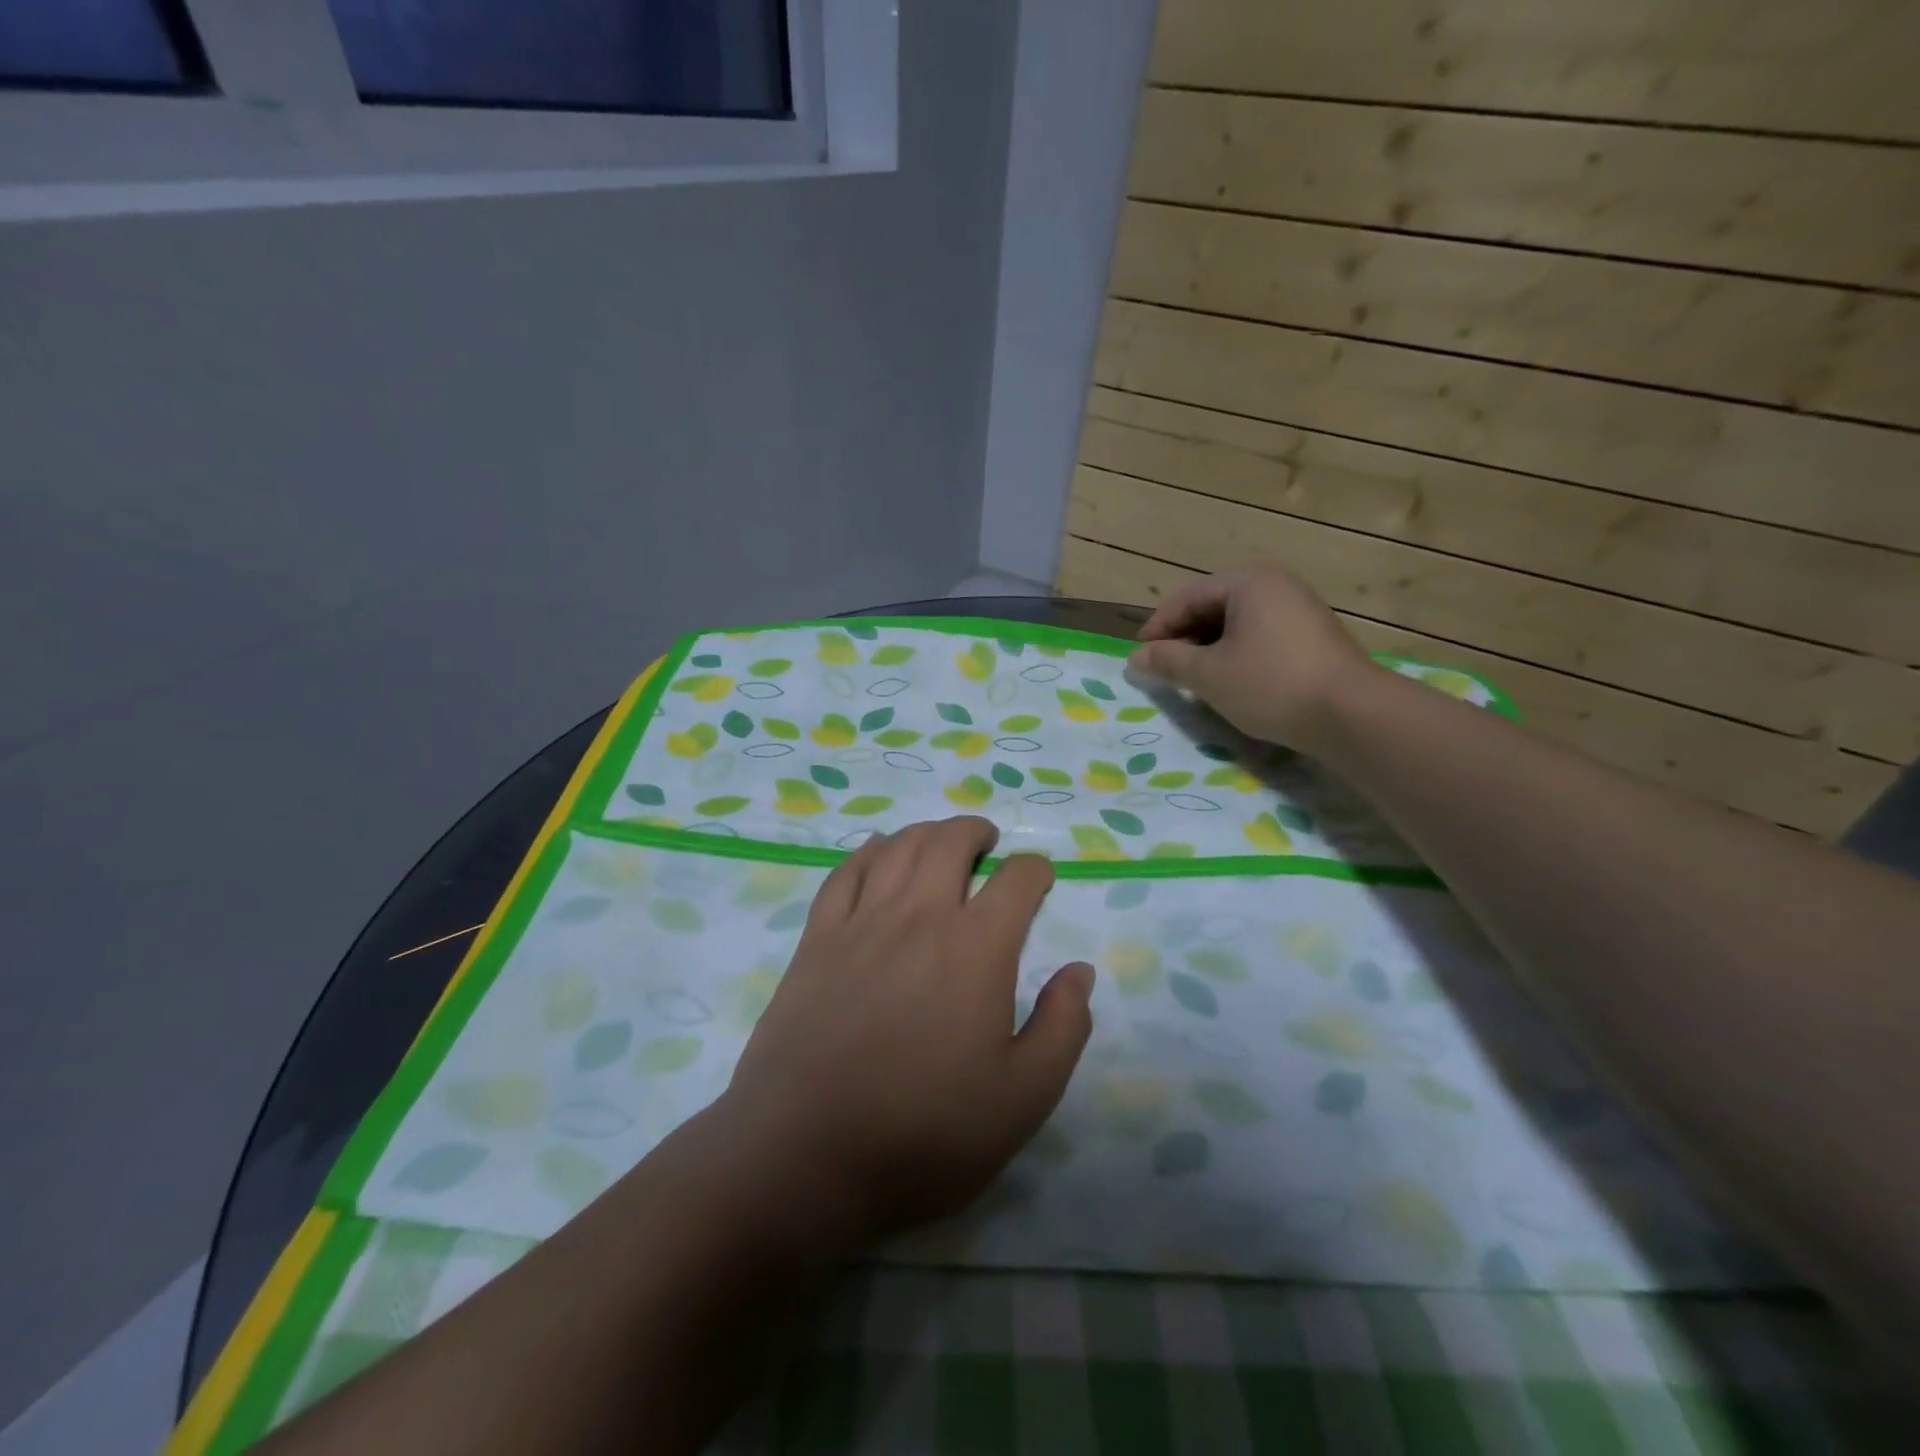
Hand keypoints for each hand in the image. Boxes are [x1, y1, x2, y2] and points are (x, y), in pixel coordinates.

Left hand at [713, 817, 1093, 1254]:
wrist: (805, 1156)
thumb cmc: (925, 1133)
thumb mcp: (1024, 1097)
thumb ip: (1063, 1026)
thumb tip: (1079, 971)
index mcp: (976, 948)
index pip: (1016, 880)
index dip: (1035, 870)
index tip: (1040, 879)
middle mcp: (919, 916)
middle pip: (949, 843)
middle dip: (976, 833)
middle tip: (988, 842)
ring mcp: (861, 923)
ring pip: (898, 848)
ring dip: (926, 833)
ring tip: (940, 841)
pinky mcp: (816, 940)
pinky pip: (845, 873)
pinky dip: (869, 852)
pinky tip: (877, 853)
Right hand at [1128, 563, 1375, 749]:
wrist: (1351, 714)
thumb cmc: (1270, 684)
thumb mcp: (1208, 675)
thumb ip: (1168, 661)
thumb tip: (1136, 657)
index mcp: (1248, 582)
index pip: (1187, 598)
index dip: (1158, 627)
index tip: (1139, 657)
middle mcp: (1276, 585)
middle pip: (1213, 607)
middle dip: (1183, 638)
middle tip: (1164, 670)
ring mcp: (1299, 609)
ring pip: (1237, 624)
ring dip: (1208, 649)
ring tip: (1193, 679)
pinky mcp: (1313, 636)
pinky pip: (1260, 636)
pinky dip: (1236, 655)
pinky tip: (1230, 682)